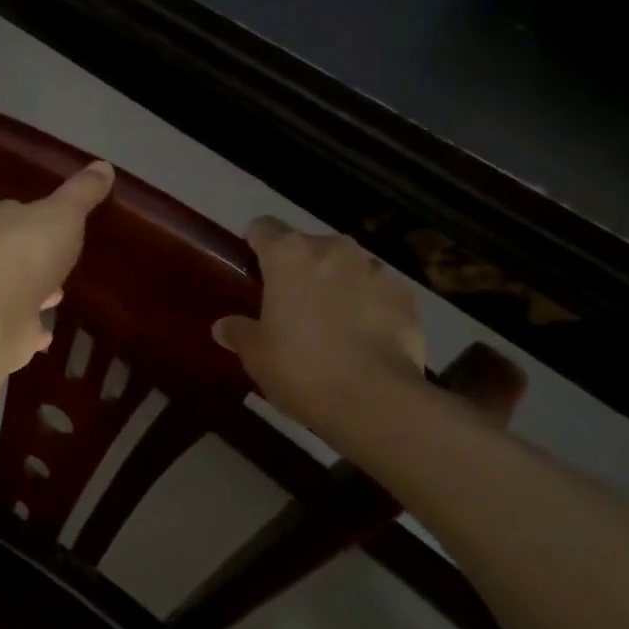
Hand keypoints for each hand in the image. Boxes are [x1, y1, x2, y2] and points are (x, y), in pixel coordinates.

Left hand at [0, 161, 114, 369]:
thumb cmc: (28, 249)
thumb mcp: (64, 212)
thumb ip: (82, 192)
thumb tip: (103, 165)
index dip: (15, 214)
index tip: (33, 217)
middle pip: (5, 252)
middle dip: (29, 256)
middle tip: (53, 259)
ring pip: (13, 291)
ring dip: (32, 292)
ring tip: (58, 294)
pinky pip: (19, 328)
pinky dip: (31, 330)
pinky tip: (46, 334)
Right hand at [211, 217, 429, 434]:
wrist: (376, 401)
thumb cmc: (301, 369)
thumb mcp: (257, 356)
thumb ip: (239, 332)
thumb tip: (222, 326)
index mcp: (288, 254)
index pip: (263, 227)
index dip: (256, 244)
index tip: (253, 269)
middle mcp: (333, 249)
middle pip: (308, 246)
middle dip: (300, 268)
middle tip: (292, 306)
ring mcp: (374, 269)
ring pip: (347, 267)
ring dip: (338, 285)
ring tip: (334, 324)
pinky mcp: (406, 296)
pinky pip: (379, 292)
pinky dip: (371, 306)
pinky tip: (366, 340)